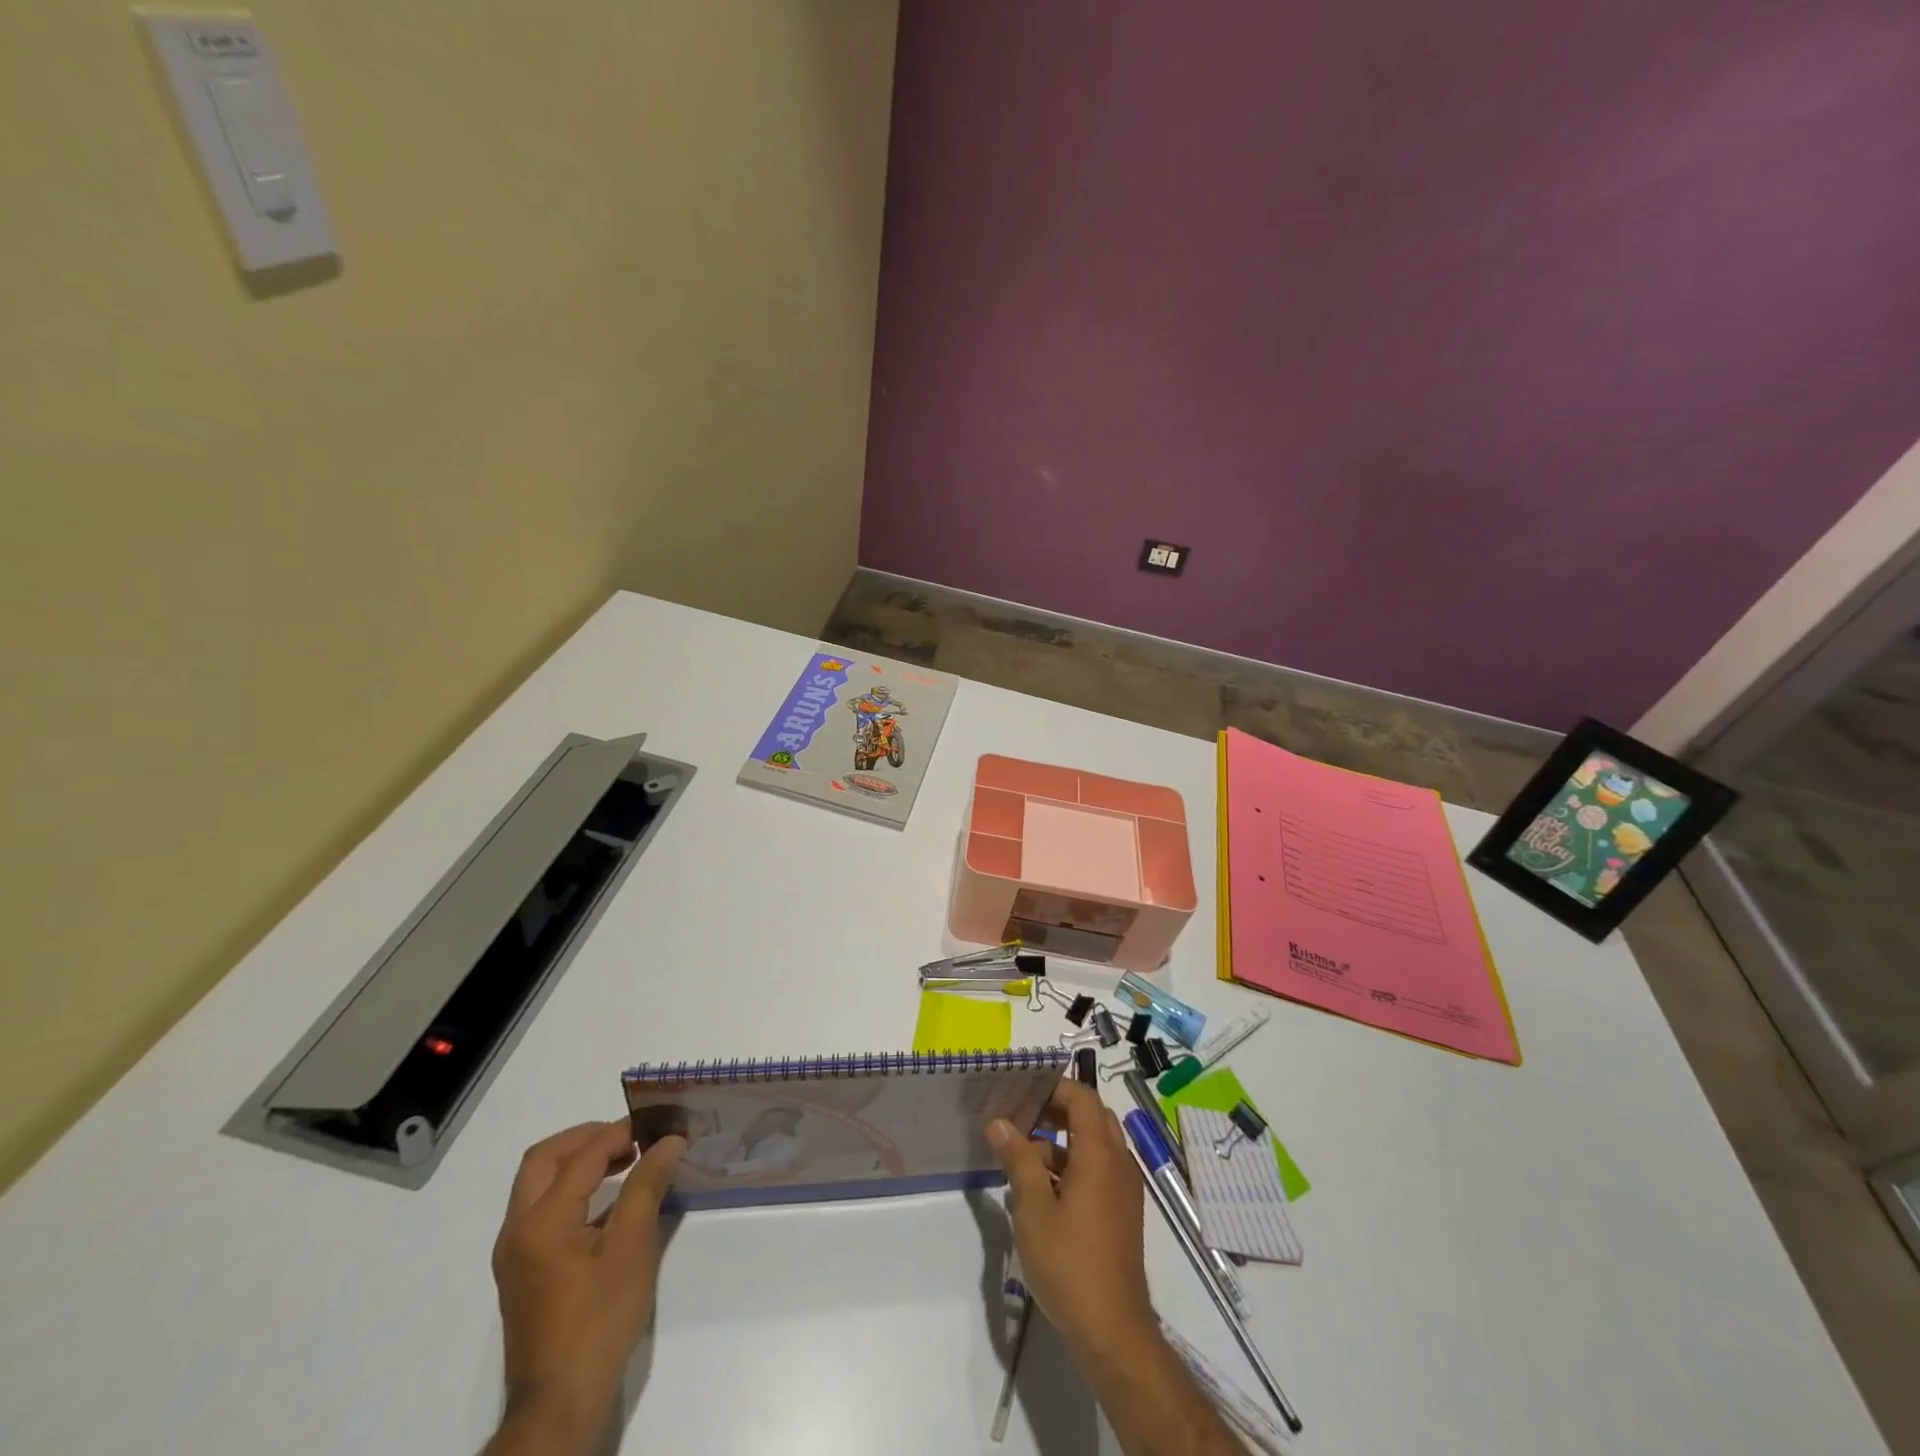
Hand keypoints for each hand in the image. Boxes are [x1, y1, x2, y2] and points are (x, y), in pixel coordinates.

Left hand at [486, 1121, 684, 1453]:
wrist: (559, 1403)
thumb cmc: (598, 1320)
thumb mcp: (632, 1248)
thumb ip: (647, 1186)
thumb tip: (668, 1141)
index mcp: (541, 1221)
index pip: (583, 1156)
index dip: (622, 1133)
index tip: (659, 1126)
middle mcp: (517, 1229)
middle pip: (544, 1159)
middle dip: (587, 1137)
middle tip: (630, 1137)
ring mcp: (514, 1252)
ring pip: (538, 1183)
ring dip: (577, 1162)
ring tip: (625, 1161)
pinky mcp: (521, 1270)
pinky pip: (541, 1209)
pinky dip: (571, 1189)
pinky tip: (609, 1203)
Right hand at [987, 1080, 1154, 1363]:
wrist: (1113, 1331)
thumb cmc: (1070, 1263)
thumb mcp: (1033, 1209)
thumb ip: (1018, 1159)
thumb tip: (999, 1123)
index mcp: (1100, 1154)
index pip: (1082, 1097)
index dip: (1054, 1088)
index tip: (1022, 1093)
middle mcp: (1118, 1163)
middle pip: (1091, 1117)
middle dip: (1056, 1112)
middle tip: (1021, 1119)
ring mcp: (1124, 1190)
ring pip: (1094, 1145)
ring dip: (1062, 1142)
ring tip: (1021, 1158)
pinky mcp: (1122, 1213)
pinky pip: (1099, 1170)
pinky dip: (1073, 1166)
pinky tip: (1041, 1192)